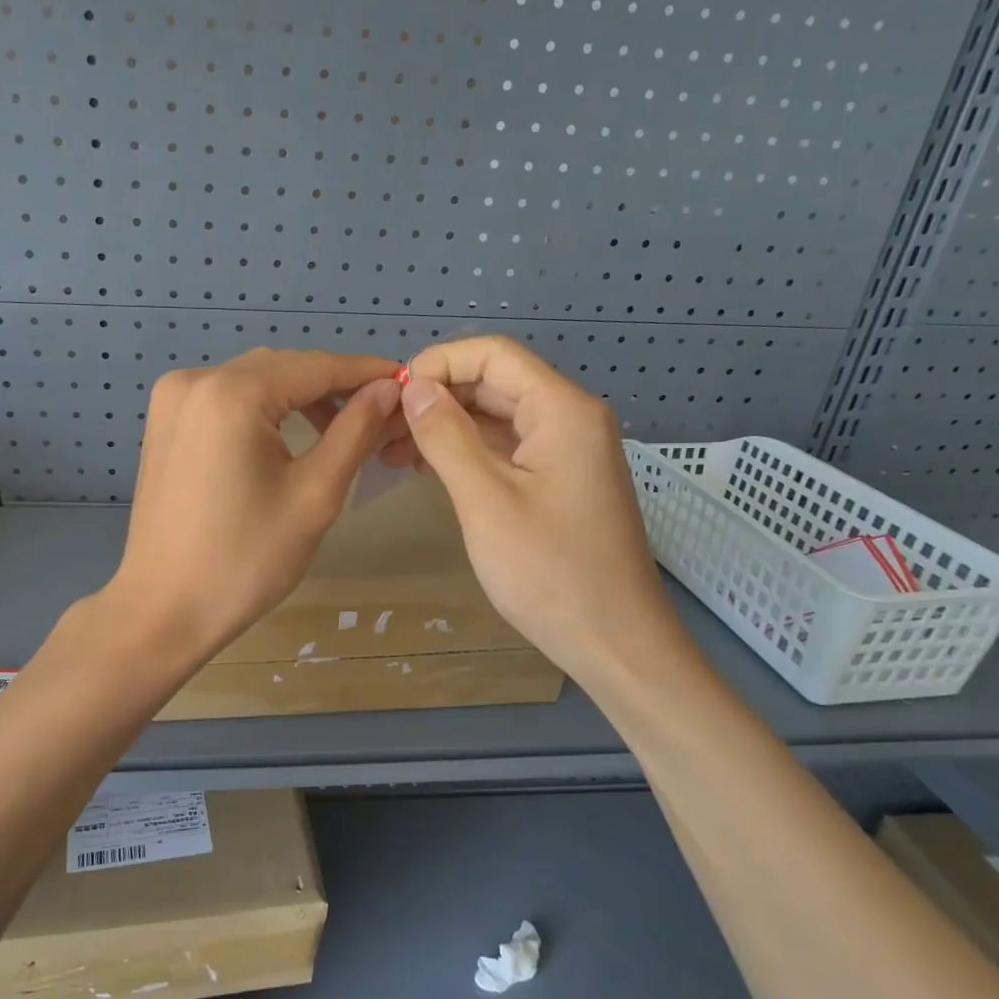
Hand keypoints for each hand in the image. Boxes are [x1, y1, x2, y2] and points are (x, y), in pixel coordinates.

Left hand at [106, 348, 401, 659]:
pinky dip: (263, 407)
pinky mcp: (164, 421)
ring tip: (340, 426)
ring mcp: (173, 399)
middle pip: (283, 367)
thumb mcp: (315, 495)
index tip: (405, 382)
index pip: (315, 366)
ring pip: (254, 379)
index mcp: (232, 394)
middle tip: (378, 412)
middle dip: (332, 384)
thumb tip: (388, 389)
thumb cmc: (246, 560)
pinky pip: (226, 397)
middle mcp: (196, 380)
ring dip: (298, 395)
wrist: (164, 609)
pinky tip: (288, 434)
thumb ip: (355, 431)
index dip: (365, 372)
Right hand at [387, 336, 676, 680]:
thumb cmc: (550, 573)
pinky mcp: (560, 480)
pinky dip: (467, 451)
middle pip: (494, 382)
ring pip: (497, 416)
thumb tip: (415, 389)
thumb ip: (446, 437)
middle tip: (382, 428)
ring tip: (392, 451)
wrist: (615, 643)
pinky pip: (507, 447)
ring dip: (446, 426)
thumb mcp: (486, 501)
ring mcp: (568, 450)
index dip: (438, 363)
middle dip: (437, 397)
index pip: (493, 355)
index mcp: (562, 410)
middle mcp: (570, 418)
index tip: (392, 395)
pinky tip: (426, 468)